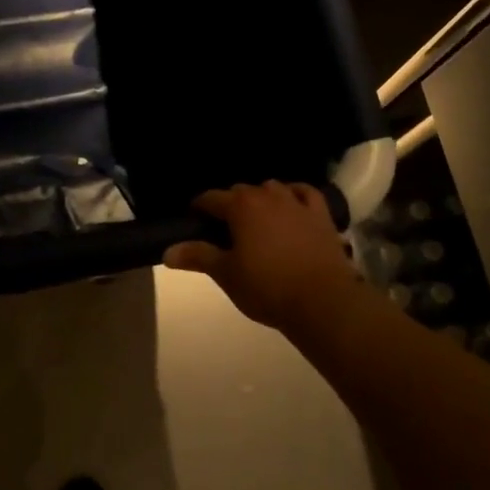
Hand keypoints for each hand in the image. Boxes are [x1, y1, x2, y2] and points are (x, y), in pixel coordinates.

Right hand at [162, 181, 363, 332]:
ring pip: (273, 188)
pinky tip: (292, 203)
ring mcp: (298, 203)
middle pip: (242, 191)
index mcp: (241, 207)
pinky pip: (306, 193)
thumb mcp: (226, 274)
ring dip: (261, 197)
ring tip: (256, 217)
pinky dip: (296, 194)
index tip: (193, 219)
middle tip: (223, 227)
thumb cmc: (267, 287)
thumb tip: (167, 252)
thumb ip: (198, 257)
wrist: (322, 300)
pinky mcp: (322, 215)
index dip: (199, 207)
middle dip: (230, 203)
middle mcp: (268, 196)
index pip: (212, 198)